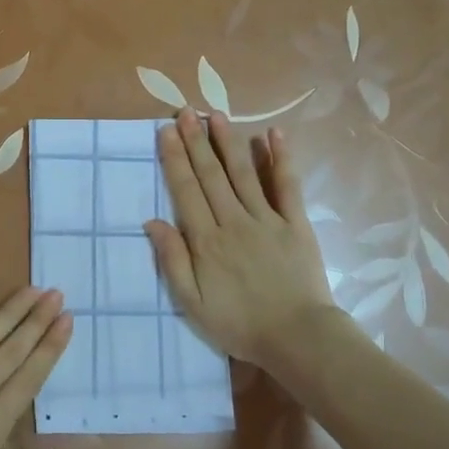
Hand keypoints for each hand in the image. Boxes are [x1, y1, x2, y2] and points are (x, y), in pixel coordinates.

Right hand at [146, 109, 334, 372]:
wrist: (297, 337)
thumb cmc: (239, 324)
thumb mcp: (192, 303)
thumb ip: (172, 261)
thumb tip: (152, 221)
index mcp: (206, 241)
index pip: (186, 191)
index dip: (175, 159)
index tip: (166, 132)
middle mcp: (234, 221)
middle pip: (211, 175)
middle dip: (196, 141)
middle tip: (185, 111)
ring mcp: (267, 219)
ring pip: (243, 173)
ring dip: (228, 142)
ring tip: (216, 115)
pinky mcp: (295, 223)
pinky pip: (287, 185)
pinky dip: (281, 159)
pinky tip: (274, 134)